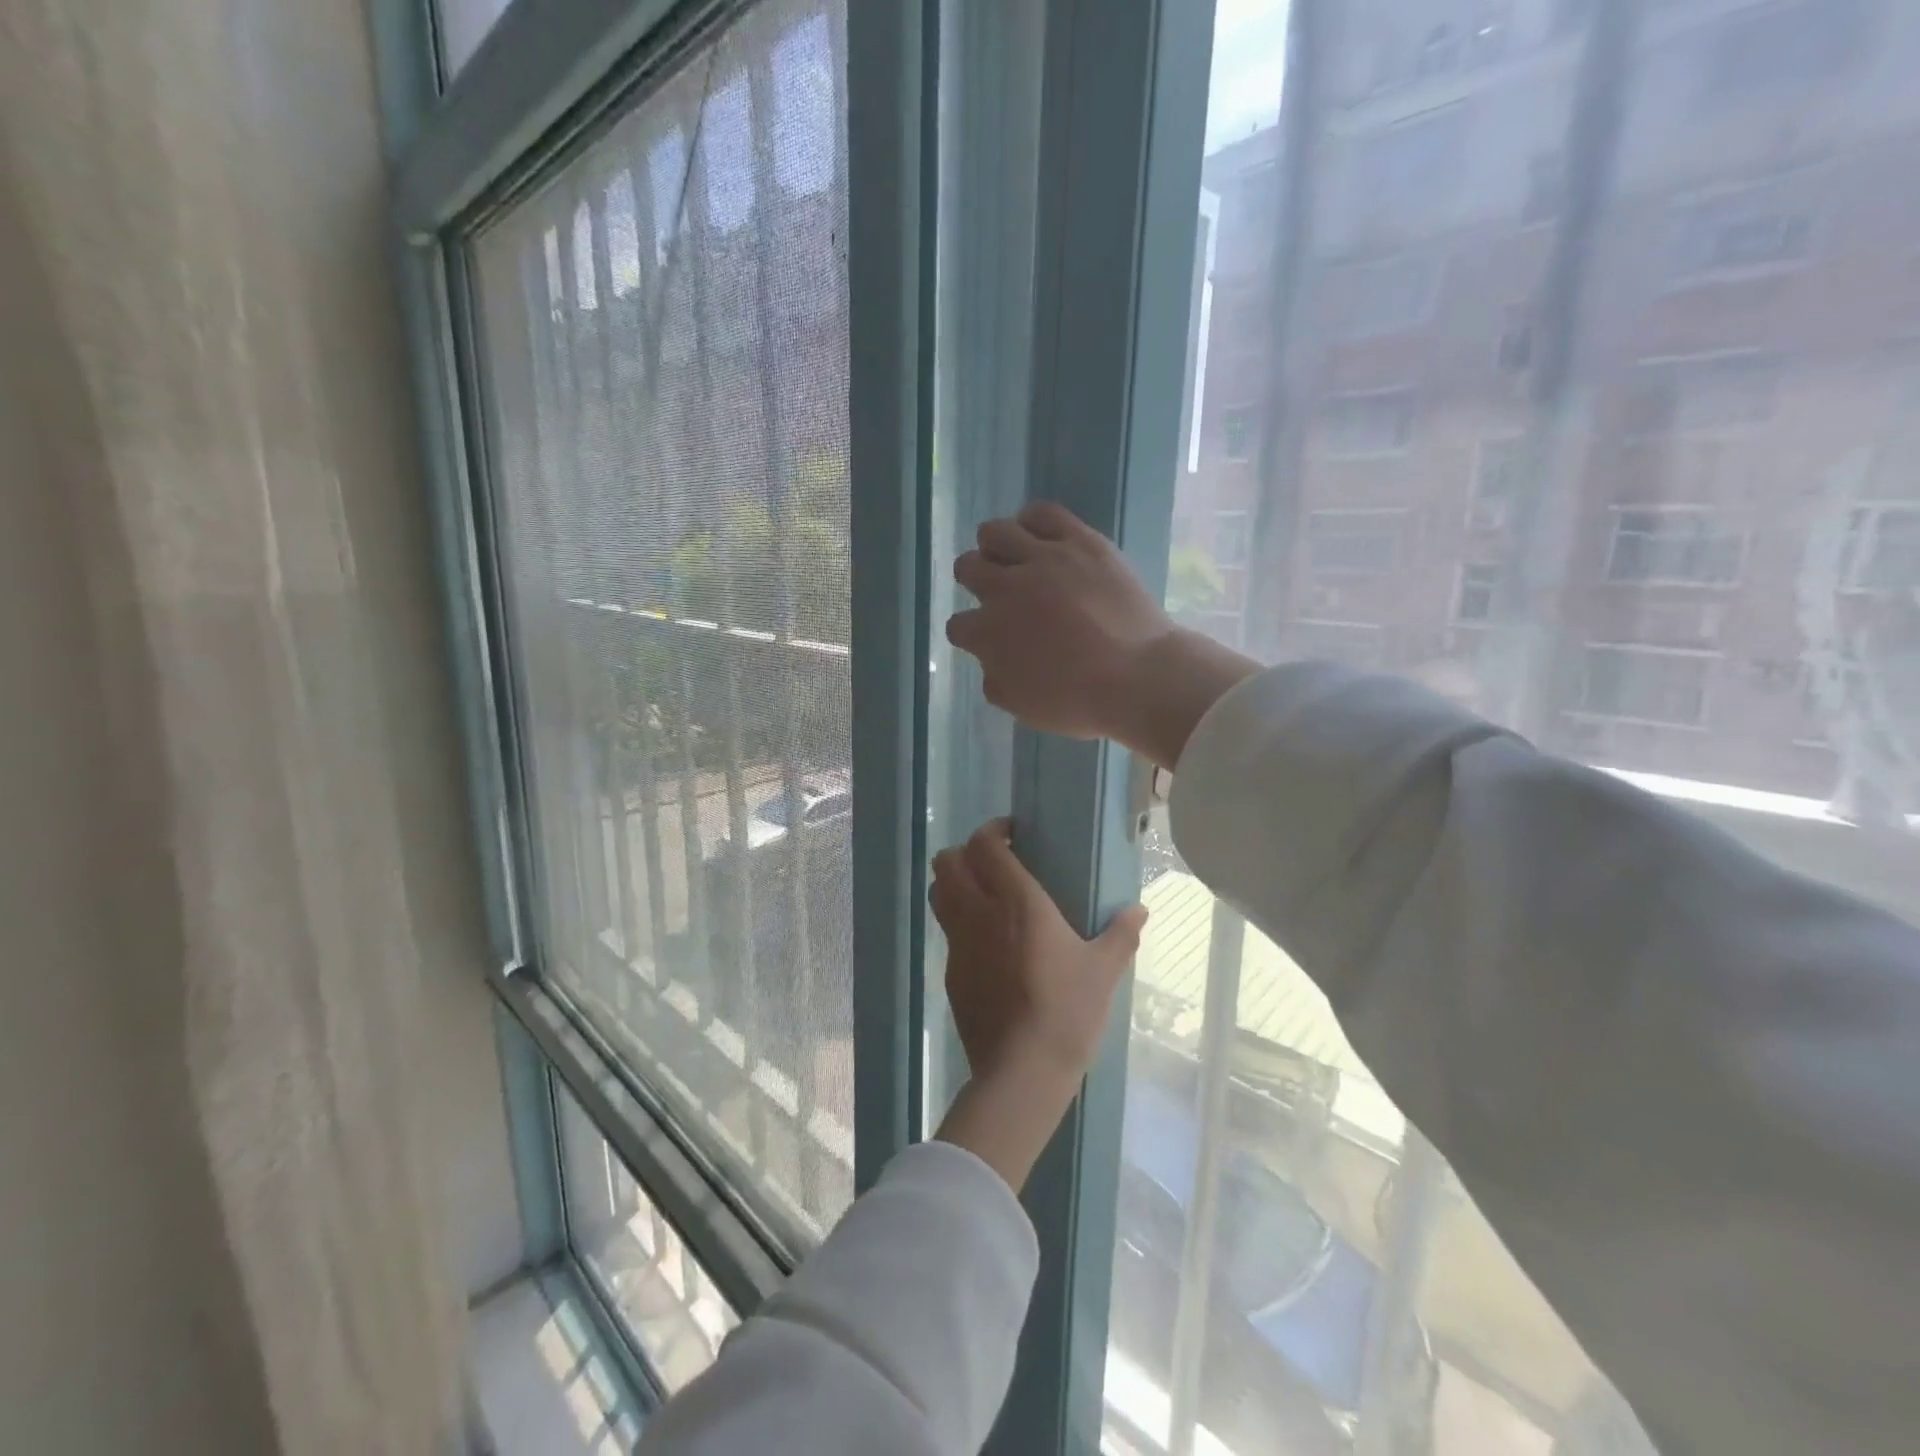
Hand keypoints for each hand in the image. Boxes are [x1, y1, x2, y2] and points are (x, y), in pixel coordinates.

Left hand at [929, 818, 1146, 1190]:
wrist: (1022, 1070)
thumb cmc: (1066, 1010)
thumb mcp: (1103, 971)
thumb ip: (1121, 934)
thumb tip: (1139, 910)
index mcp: (1016, 901)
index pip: (985, 845)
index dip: (993, 830)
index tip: (1013, 835)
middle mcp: (978, 912)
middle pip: (948, 861)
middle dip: (966, 852)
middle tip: (995, 863)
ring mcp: (958, 943)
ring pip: (938, 893)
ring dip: (955, 883)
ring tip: (985, 895)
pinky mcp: (951, 972)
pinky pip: (947, 931)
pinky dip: (959, 922)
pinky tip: (988, 943)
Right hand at [947, 502, 1260, 769]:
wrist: (1138, 678)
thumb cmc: (1079, 701)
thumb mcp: (1023, 708)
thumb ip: (995, 680)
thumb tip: (991, 661)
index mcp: (988, 633)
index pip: (959, 624)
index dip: (973, 633)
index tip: (991, 639)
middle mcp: (1005, 588)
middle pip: (968, 568)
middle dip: (977, 583)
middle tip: (1001, 595)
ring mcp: (1043, 559)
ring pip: (995, 533)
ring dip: (996, 548)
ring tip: (1015, 560)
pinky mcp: (1079, 541)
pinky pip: (1042, 513)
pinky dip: (1032, 522)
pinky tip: (1038, 537)